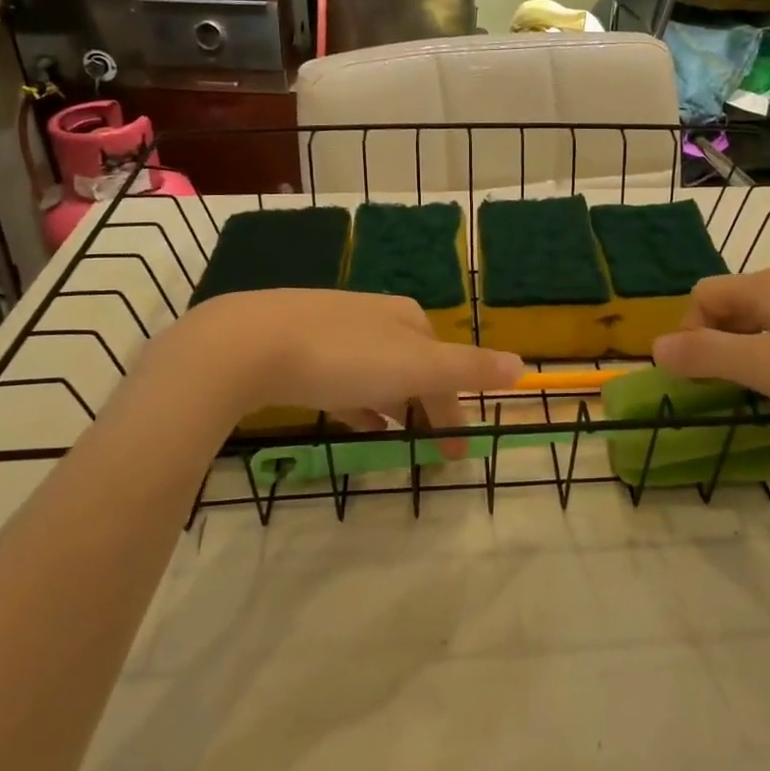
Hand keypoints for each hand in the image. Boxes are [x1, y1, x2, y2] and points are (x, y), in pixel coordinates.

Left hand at [143, 290, 524, 457]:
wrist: (247, 344)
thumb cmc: (341, 356)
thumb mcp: (414, 366)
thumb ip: (468, 369)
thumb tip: (523, 365)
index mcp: (407, 318)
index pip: (444, 364)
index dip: (455, 406)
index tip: (456, 451)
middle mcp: (374, 317)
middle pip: (413, 368)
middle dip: (427, 408)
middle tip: (434, 453)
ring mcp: (334, 330)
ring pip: (377, 375)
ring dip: (394, 407)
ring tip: (398, 441)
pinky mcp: (297, 349)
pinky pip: (341, 381)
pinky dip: (358, 404)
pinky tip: (355, 423)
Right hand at [651, 269, 769, 439]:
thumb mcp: (769, 367)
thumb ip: (708, 355)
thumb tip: (655, 346)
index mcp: (767, 286)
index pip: (703, 295)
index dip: (689, 332)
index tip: (703, 376)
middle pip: (733, 302)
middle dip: (719, 341)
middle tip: (735, 386)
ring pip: (767, 314)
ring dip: (752, 346)